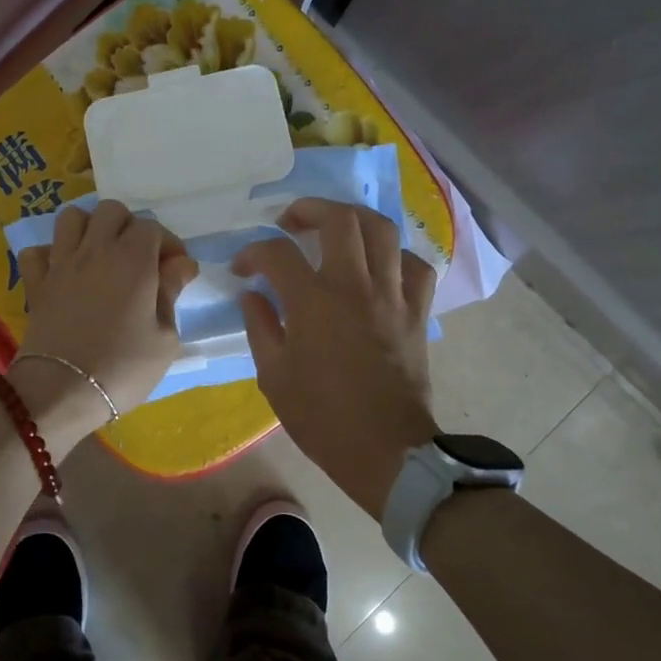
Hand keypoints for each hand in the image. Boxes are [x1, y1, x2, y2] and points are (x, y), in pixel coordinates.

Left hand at [15, 201, 197, 453]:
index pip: (151, 227)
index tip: (175, 271)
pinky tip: (63, 273)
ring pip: (71, 217)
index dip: (167, 244)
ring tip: (100, 255)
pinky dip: (50, 255)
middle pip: (111, 211)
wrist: (62, 392)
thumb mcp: (165, 338)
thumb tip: (181, 264)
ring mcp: (61, 263)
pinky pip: (37, 251)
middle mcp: (95, 250)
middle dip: (129, 227)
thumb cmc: (123, 368)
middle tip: (139, 259)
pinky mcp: (36, 283)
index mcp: (133, 260)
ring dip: (89, 229)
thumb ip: (171, 293)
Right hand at [233, 199, 438, 516]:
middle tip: (290, 223)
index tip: (243, 268)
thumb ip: (260, 327)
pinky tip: (380, 265)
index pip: (277, 253)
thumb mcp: (274, 377)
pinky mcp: (417, 313)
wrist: (386, 451)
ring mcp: (391, 296)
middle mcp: (354, 287)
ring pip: (382, 231)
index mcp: (313, 302)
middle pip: (339, 220)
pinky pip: (416, 267)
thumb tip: (252, 296)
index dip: (253, 253)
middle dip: (309, 210)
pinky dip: (397, 256)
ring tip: (336, 228)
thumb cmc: (322, 417)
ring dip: (354, 219)